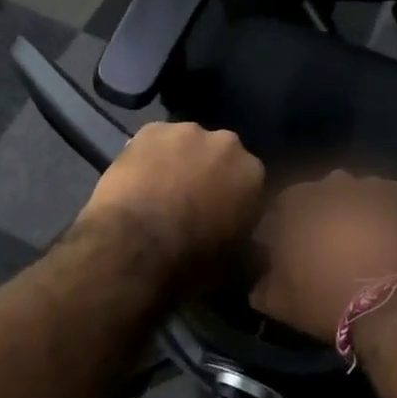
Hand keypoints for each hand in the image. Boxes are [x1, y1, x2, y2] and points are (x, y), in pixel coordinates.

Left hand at [76, 122, 264, 280]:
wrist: (137, 244)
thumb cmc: (193, 259)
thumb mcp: (238, 268)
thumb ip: (255, 252)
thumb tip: (259, 251)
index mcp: (253, 172)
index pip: (250, 181)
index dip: (235, 198)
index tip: (222, 216)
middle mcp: (226, 143)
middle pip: (219, 155)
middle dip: (209, 173)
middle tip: (190, 202)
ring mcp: (186, 131)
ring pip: (186, 145)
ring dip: (179, 161)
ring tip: (159, 190)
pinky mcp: (150, 129)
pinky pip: (154, 141)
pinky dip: (149, 156)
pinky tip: (137, 179)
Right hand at [250, 172, 396, 344]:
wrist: (396, 309)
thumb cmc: (328, 300)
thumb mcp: (280, 302)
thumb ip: (263, 284)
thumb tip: (260, 282)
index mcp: (297, 201)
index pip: (282, 205)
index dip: (284, 227)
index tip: (287, 250)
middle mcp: (333, 183)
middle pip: (322, 196)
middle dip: (322, 216)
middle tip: (327, 247)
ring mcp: (374, 186)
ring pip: (358, 195)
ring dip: (356, 212)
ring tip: (364, 244)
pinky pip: (391, 199)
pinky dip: (388, 214)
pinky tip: (391, 238)